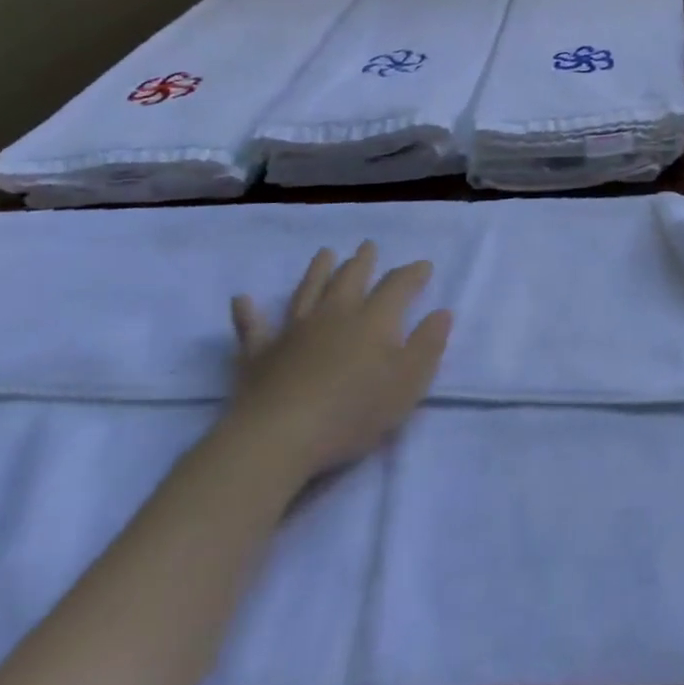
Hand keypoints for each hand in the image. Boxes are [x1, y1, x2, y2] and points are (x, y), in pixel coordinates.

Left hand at [225, 241, 452, 483]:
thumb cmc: (354, 411)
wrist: (278, 438)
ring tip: (325, 253)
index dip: (413, 273)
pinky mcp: (259, 355)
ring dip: (317, 270)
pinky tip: (242, 299)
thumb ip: (428, 344)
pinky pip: (251, 328)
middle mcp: (335, 314)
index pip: (398, 285)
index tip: (423, 266)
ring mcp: (293, 332)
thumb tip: (441, 312)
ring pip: (308, 291)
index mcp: (374, 319)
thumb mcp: (409, 383)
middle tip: (367, 246)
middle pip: (350, 279)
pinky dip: (247, 312)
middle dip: (362, 261)